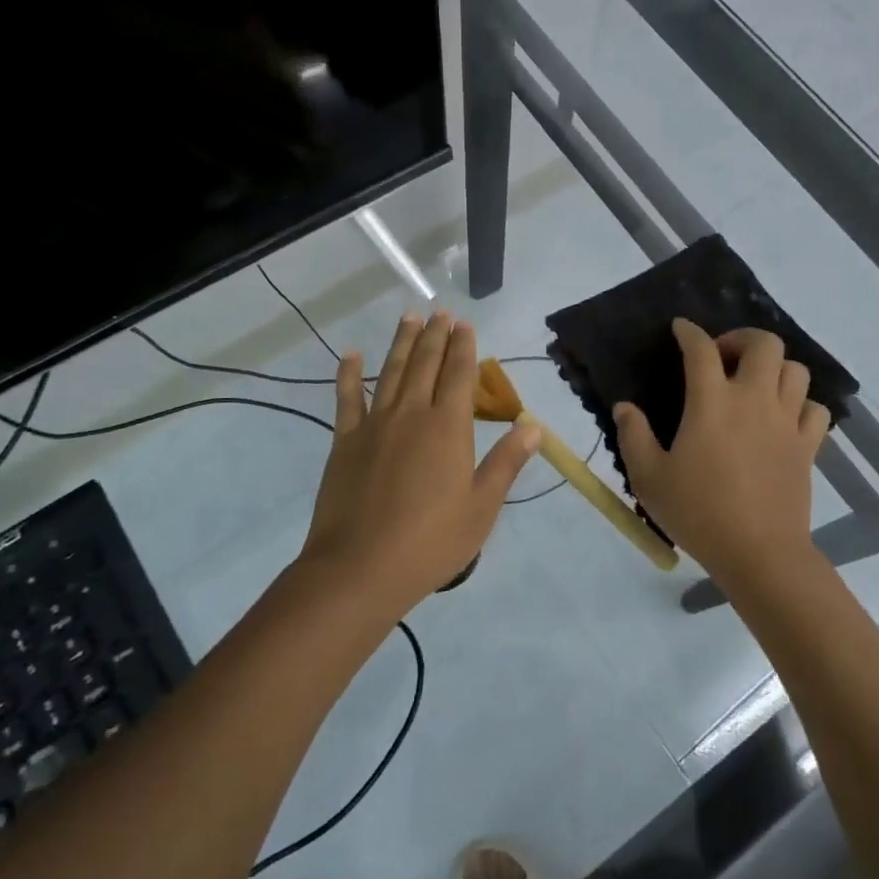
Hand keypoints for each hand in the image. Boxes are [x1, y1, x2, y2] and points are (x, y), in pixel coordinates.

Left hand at [300, 310, 541, 616]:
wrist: (360, 568)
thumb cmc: (431, 542)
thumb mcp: (481, 507)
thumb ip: (505, 463)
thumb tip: (533, 427)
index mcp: (448, 427)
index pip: (458, 374)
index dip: (463, 347)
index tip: (464, 324)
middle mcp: (411, 414)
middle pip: (425, 364)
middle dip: (435, 335)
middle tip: (440, 311)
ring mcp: (374, 424)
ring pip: (391, 371)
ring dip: (401, 342)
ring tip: (409, 317)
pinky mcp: (345, 441)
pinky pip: (347, 398)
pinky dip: (348, 373)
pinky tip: (350, 354)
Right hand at [613, 319, 828, 584]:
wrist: (759, 553)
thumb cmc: (699, 513)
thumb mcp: (649, 478)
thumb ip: (634, 436)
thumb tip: (625, 407)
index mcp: (711, 403)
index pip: (701, 349)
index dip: (689, 332)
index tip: (681, 329)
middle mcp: (753, 400)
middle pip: (764, 344)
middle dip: (742, 339)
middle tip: (723, 358)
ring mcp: (786, 421)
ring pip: (795, 370)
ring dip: (773, 367)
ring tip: (754, 384)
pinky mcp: (807, 446)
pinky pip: (815, 408)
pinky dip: (801, 403)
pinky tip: (783, 417)